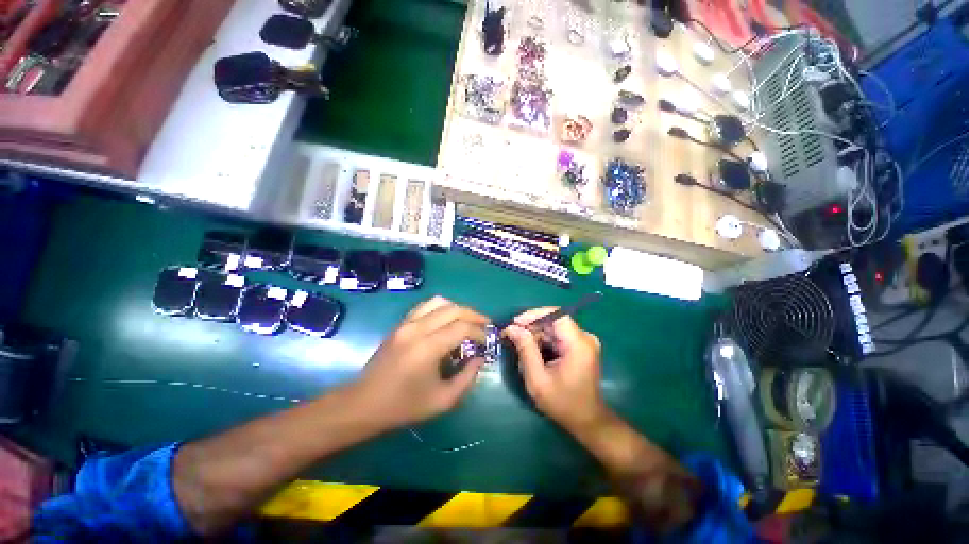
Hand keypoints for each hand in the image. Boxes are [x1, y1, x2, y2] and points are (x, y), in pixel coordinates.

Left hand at [354, 296, 488, 428]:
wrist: (364, 403)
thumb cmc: (404, 406)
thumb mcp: (442, 400)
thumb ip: (467, 377)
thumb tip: (480, 358)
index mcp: (427, 347)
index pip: (462, 327)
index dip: (479, 332)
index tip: (486, 341)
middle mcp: (417, 328)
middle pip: (453, 309)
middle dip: (474, 315)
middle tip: (485, 325)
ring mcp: (406, 323)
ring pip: (439, 302)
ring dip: (458, 308)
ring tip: (467, 320)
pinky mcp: (400, 324)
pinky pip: (425, 306)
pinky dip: (441, 308)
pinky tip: (447, 320)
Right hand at [504, 308, 606, 433]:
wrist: (586, 421)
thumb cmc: (562, 403)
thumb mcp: (538, 379)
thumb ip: (525, 350)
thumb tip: (512, 327)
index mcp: (578, 344)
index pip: (556, 315)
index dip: (534, 315)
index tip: (515, 323)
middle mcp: (584, 338)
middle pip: (553, 321)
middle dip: (531, 327)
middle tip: (512, 337)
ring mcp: (584, 341)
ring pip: (553, 328)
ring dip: (536, 335)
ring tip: (521, 350)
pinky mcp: (580, 346)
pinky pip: (557, 335)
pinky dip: (543, 341)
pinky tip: (533, 354)